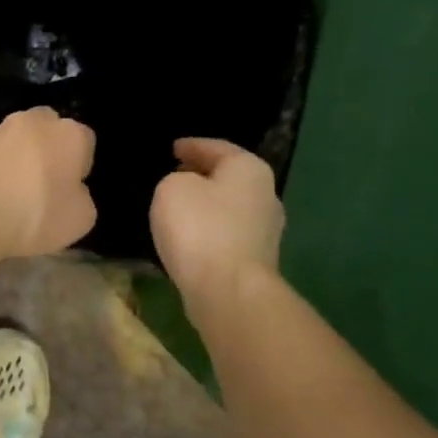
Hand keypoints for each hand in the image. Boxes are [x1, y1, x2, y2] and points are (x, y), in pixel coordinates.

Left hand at [0, 107, 96, 257]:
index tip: (69, 190)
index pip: (85, 142)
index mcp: (70, 133)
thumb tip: (70, 190)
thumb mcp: (80, 219)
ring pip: (17, 140)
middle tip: (43, 184)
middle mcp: (35, 121)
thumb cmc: (35, 215)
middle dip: (48, 150)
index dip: (79, 166)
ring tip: (12, 191)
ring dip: (18, 157)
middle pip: (49, 131)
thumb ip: (81, 197)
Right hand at [150, 139, 284, 303]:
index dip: (191, 146)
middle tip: (173, 174)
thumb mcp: (171, 189)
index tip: (173, 148)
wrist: (227, 290)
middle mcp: (265, 194)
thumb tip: (186, 191)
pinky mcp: (255, 259)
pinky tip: (188, 236)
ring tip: (176, 207)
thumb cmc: (199, 228)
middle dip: (201, 175)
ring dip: (205, 205)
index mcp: (249, 169)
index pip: (216, 147)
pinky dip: (207, 230)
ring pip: (228, 207)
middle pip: (228, 177)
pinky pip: (225, 234)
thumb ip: (175, 180)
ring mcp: (265, 230)